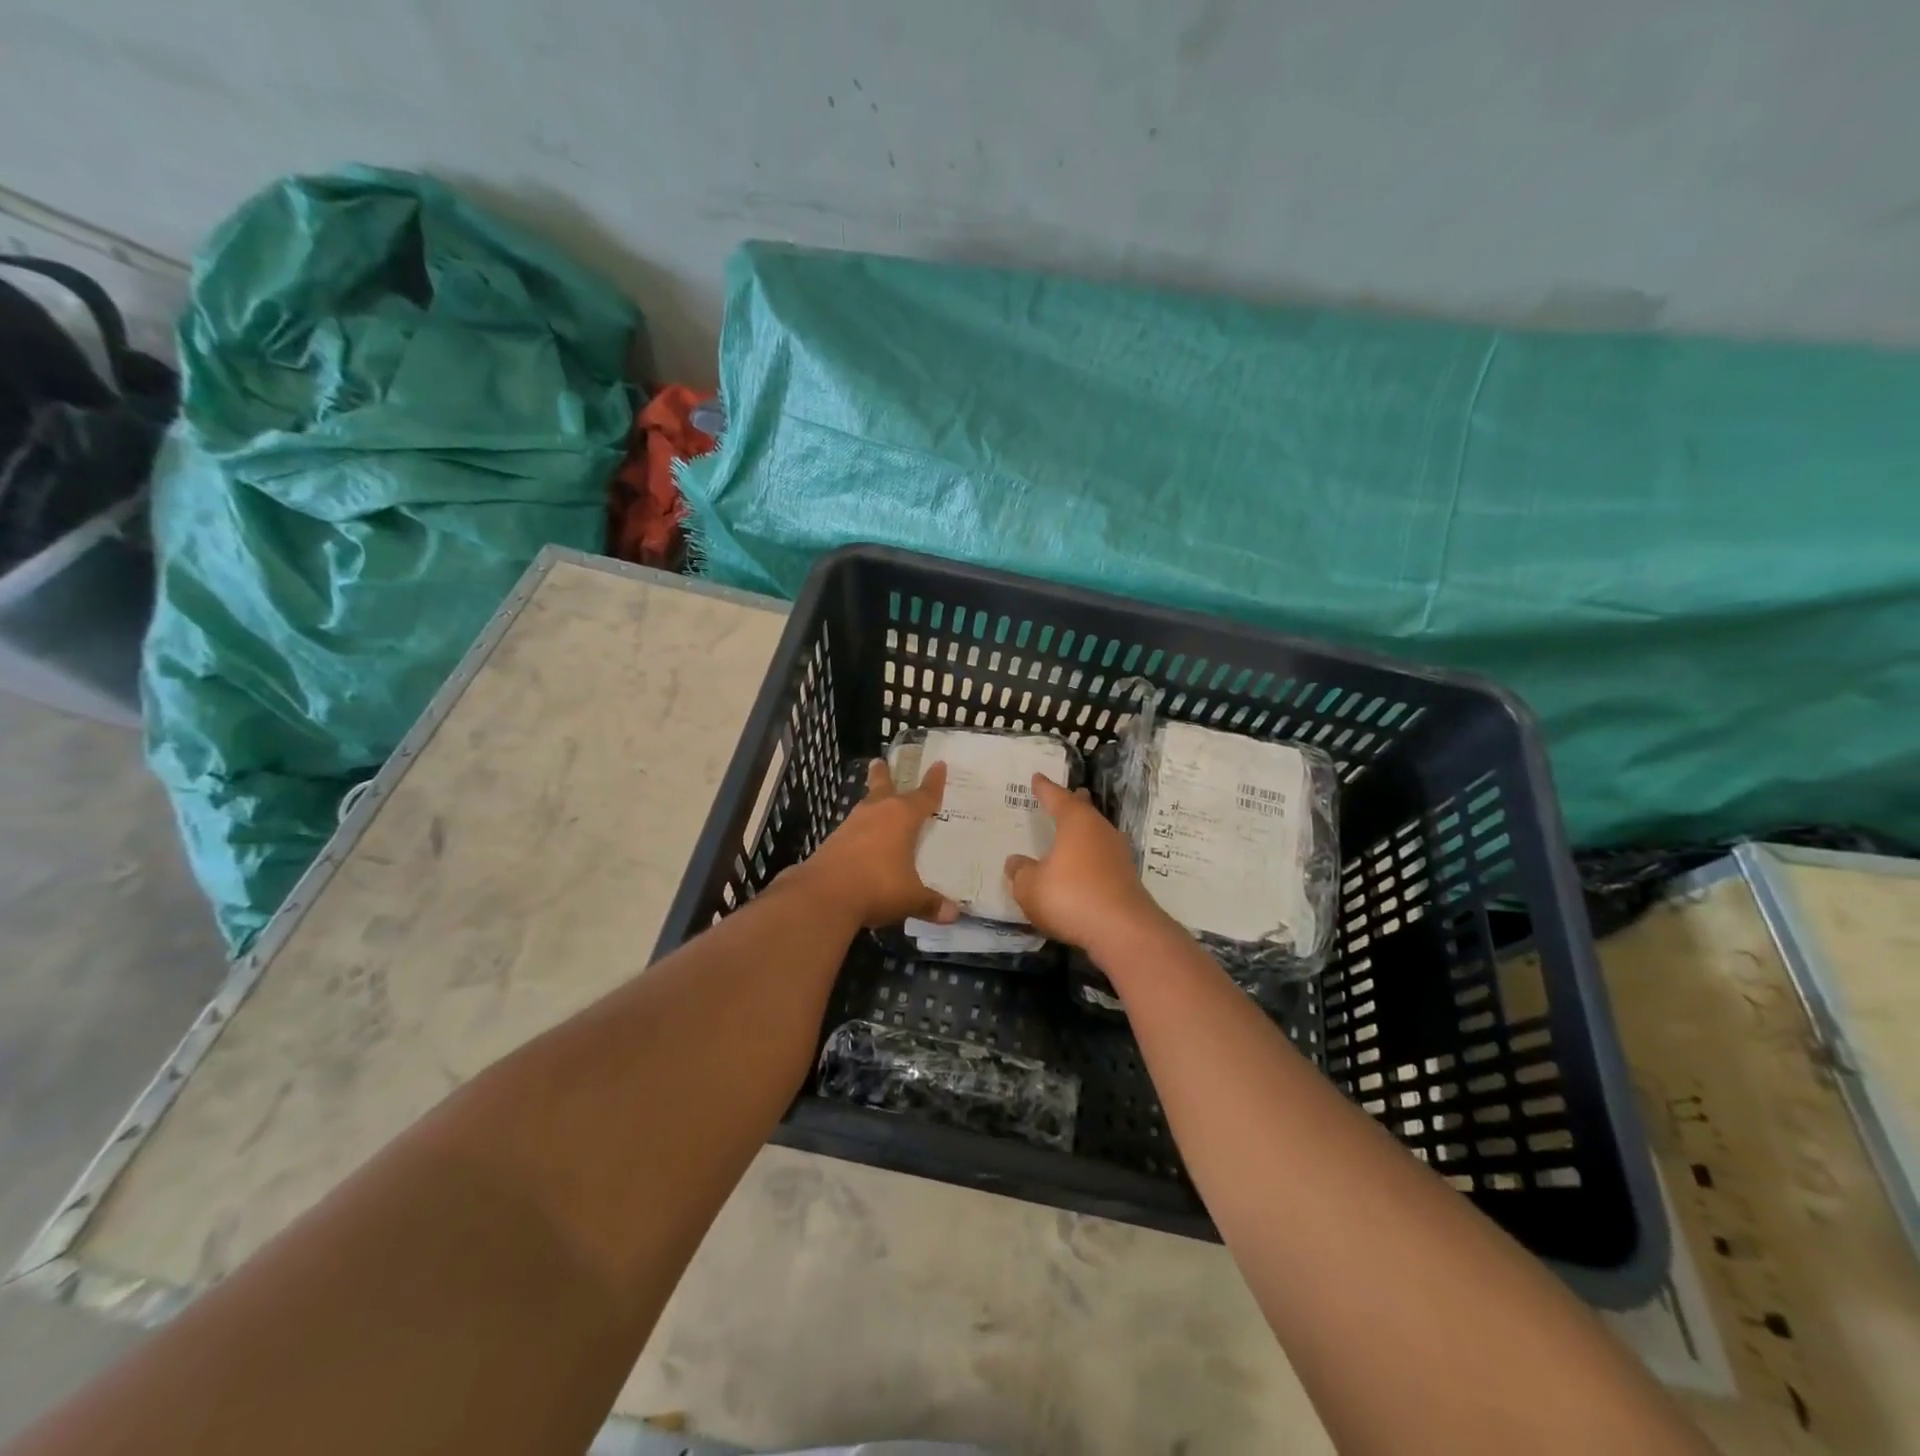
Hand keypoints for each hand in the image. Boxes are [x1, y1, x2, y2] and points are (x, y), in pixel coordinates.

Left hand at [785, 759, 959, 928]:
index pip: (924, 796)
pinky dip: (861, 831)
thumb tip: (953, 914)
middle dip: (884, 775)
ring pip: (865, 807)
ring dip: (871, 803)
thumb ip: (931, 903)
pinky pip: (853, 831)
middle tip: (879, 761)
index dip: (934, 782)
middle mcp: (876, 813)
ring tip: (876, 803)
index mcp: (902, 817)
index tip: (939, 765)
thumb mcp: (910, 898)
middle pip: (882, 787)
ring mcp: (851, 826)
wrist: (823, 895)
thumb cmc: (878, 886)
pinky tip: (862, 842)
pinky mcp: (832, 842)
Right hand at [1004, 774, 1172, 958]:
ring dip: (1085, 831)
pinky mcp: (1126, 878)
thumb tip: (1015, 861)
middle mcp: (1100, 831)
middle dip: (1075, 802)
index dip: (1045, 788)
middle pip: (1085, 810)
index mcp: (1076, 822)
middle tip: (1070, 794)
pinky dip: (1091, 856)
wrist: (1123, 931)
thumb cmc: (1071, 897)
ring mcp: (1118, 854)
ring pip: (1097, 833)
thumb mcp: (1030, 887)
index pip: (1057, 797)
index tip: (1037, 777)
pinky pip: (1102, 857)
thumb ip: (1020, 872)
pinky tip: (1083, 866)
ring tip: (1073, 830)